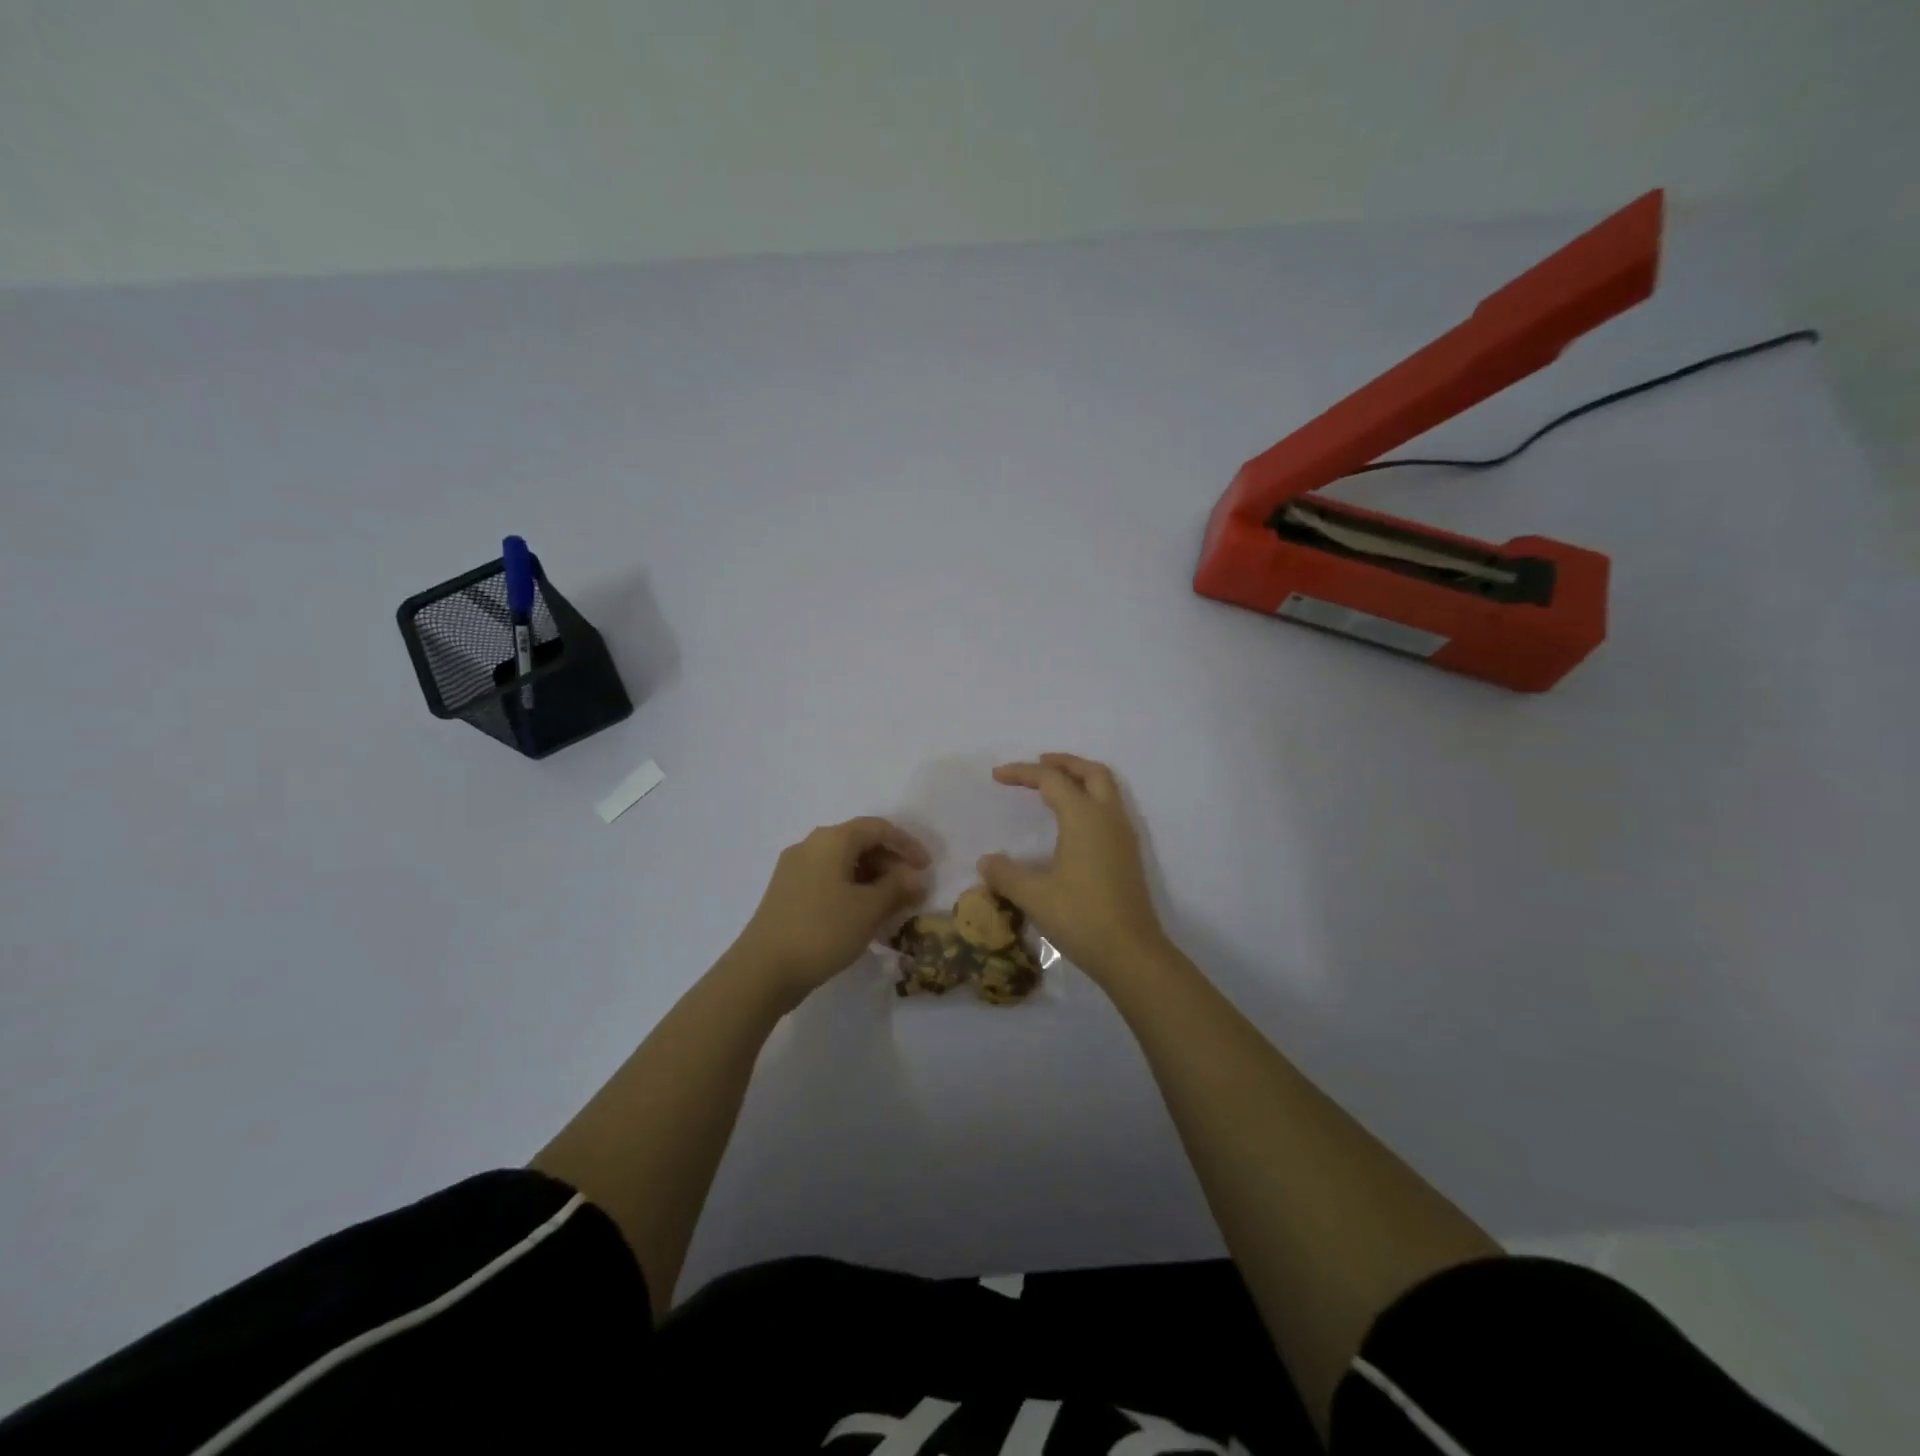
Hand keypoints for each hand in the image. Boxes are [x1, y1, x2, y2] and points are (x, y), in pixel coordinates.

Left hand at [732, 817, 929, 1004]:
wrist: (762, 970)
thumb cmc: (822, 931)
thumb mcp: (868, 909)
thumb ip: (897, 888)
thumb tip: (916, 878)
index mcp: (831, 840)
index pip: (878, 828)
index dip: (907, 844)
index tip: (927, 868)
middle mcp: (811, 845)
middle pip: (859, 842)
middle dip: (890, 864)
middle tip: (911, 891)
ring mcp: (795, 869)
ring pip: (843, 863)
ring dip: (872, 879)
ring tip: (891, 906)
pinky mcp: (787, 892)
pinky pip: (828, 879)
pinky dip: (852, 889)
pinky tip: (863, 915)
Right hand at [978, 753, 1169, 984]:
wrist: (1131, 953)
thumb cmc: (1081, 917)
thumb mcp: (1034, 896)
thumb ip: (1006, 874)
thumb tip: (985, 861)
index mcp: (1084, 817)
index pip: (1051, 780)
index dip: (1022, 773)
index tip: (997, 776)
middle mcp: (1108, 818)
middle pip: (1091, 772)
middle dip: (1064, 763)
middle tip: (1038, 765)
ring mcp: (1123, 836)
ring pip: (1106, 789)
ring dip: (1081, 779)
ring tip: (1054, 788)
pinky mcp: (1128, 855)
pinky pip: (1110, 809)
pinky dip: (1090, 800)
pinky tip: (1073, 823)